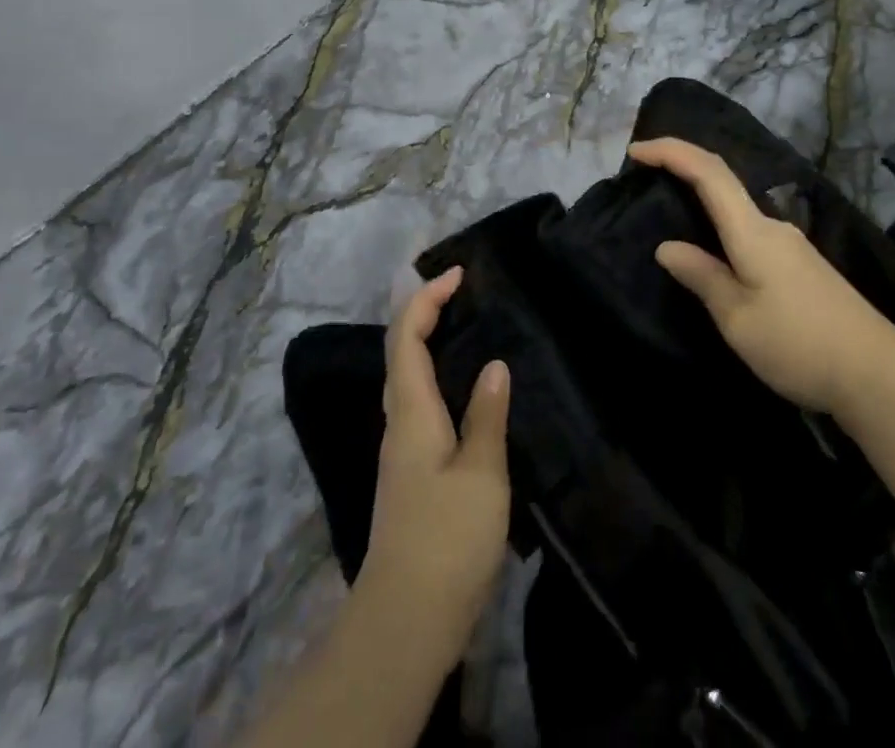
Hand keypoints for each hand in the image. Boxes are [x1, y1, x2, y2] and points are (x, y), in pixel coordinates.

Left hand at [354, 267, 511, 673]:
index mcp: (411, 412)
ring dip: (429, 342)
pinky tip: (465, 391)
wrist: (406, 620)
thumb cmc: (446, 539)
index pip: (406, 336)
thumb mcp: (481, 474)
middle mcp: (399, 423)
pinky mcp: (411, 474)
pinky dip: (436, 376)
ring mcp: (401, 450)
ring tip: (467, 328)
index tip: (458, 274)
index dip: (427, 298)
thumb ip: (487, 416)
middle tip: (463, 291)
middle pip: (400, 351)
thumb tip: (495, 366)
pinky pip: (419, 403)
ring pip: (407, 378)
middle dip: (425, 311)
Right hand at [628, 137, 894, 414]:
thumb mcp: (738, 318)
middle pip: (723, 182)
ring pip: (737, 209)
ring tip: (672, 219)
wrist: (878, 374)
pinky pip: (750, 231)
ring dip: (703, 200)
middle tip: (645, 178)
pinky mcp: (801, 266)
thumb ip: (702, 277)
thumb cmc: (799, 344)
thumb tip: (667, 247)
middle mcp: (772, 226)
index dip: (671, 152)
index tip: (635, 152)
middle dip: (683, 169)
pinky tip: (715, 254)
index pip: (708, 172)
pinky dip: (722, 226)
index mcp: (752, 231)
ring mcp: (791, 245)